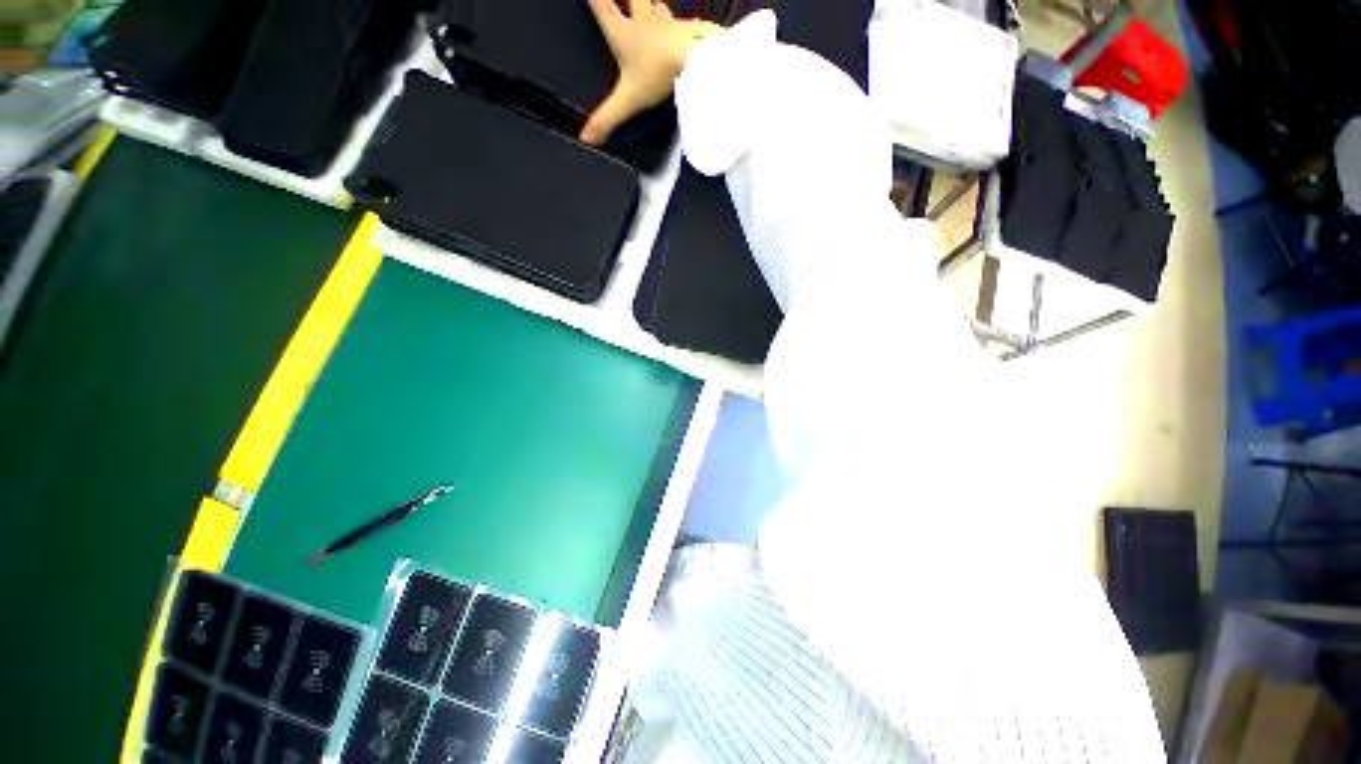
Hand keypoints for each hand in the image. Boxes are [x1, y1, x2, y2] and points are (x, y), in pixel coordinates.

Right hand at [581, 0, 721, 144]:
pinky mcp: (692, 31)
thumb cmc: (658, 74)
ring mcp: (669, 25)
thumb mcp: (628, 101)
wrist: (693, 59)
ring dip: (654, 6)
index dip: (596, 1)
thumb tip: (585, 138)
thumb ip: (607, 119)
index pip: (604, 11)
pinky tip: (686, 30)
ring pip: (658, 7)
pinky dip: (684, 27)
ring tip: (654, 5)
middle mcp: (645, 24)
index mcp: (624, 36)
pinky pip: (686, 25)